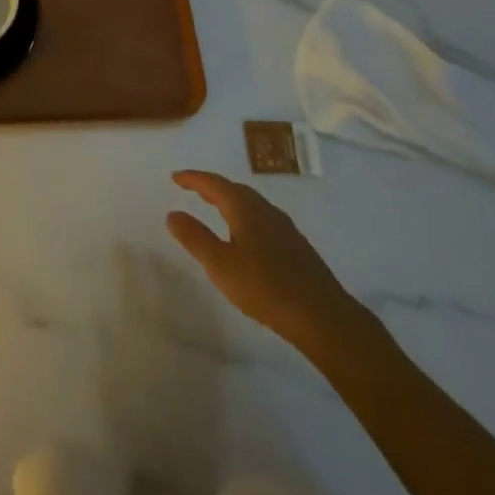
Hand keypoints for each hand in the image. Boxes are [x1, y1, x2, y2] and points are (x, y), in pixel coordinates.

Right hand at [166, 170, 375, 358]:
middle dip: (212, 187)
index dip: (193, 179)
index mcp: (245, 208)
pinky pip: (263, 219)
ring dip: (230, 202)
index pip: (214, 184)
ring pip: (252, 205)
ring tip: (216, 209)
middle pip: (235, 190)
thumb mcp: (220, 264)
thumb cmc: (264, 287)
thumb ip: (194, 237)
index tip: (175, 177)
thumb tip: (172, 214)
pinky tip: (246, 237)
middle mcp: (266, 210)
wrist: (322, 316)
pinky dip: (245, 217)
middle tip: (193, 189)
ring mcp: (285, 228)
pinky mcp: (296, 247)